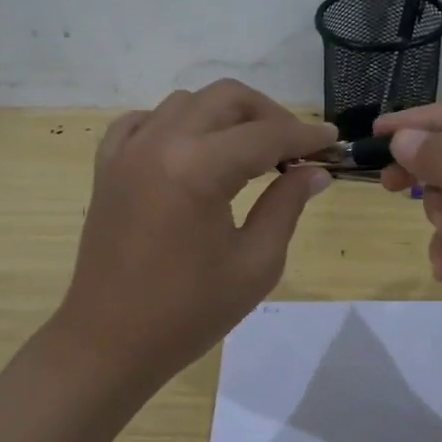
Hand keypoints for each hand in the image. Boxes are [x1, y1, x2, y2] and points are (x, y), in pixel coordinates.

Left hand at [50, 80, 334, 389]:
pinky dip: (176, 123)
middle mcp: (160, 143)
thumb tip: (314, 172)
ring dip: (225, 116)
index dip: (305, 135)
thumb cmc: (188, 313)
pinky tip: (192, 150)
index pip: (266, 135)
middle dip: (269, 114)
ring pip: (186, 102)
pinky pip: (144, 121)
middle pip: (226, 98)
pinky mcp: (108, 166)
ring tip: (249, 151)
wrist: (110, 342)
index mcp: (198, 169)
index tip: (333, 140)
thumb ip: (287, 206)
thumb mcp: (255, 264)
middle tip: (294, 147)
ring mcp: (127, 151)